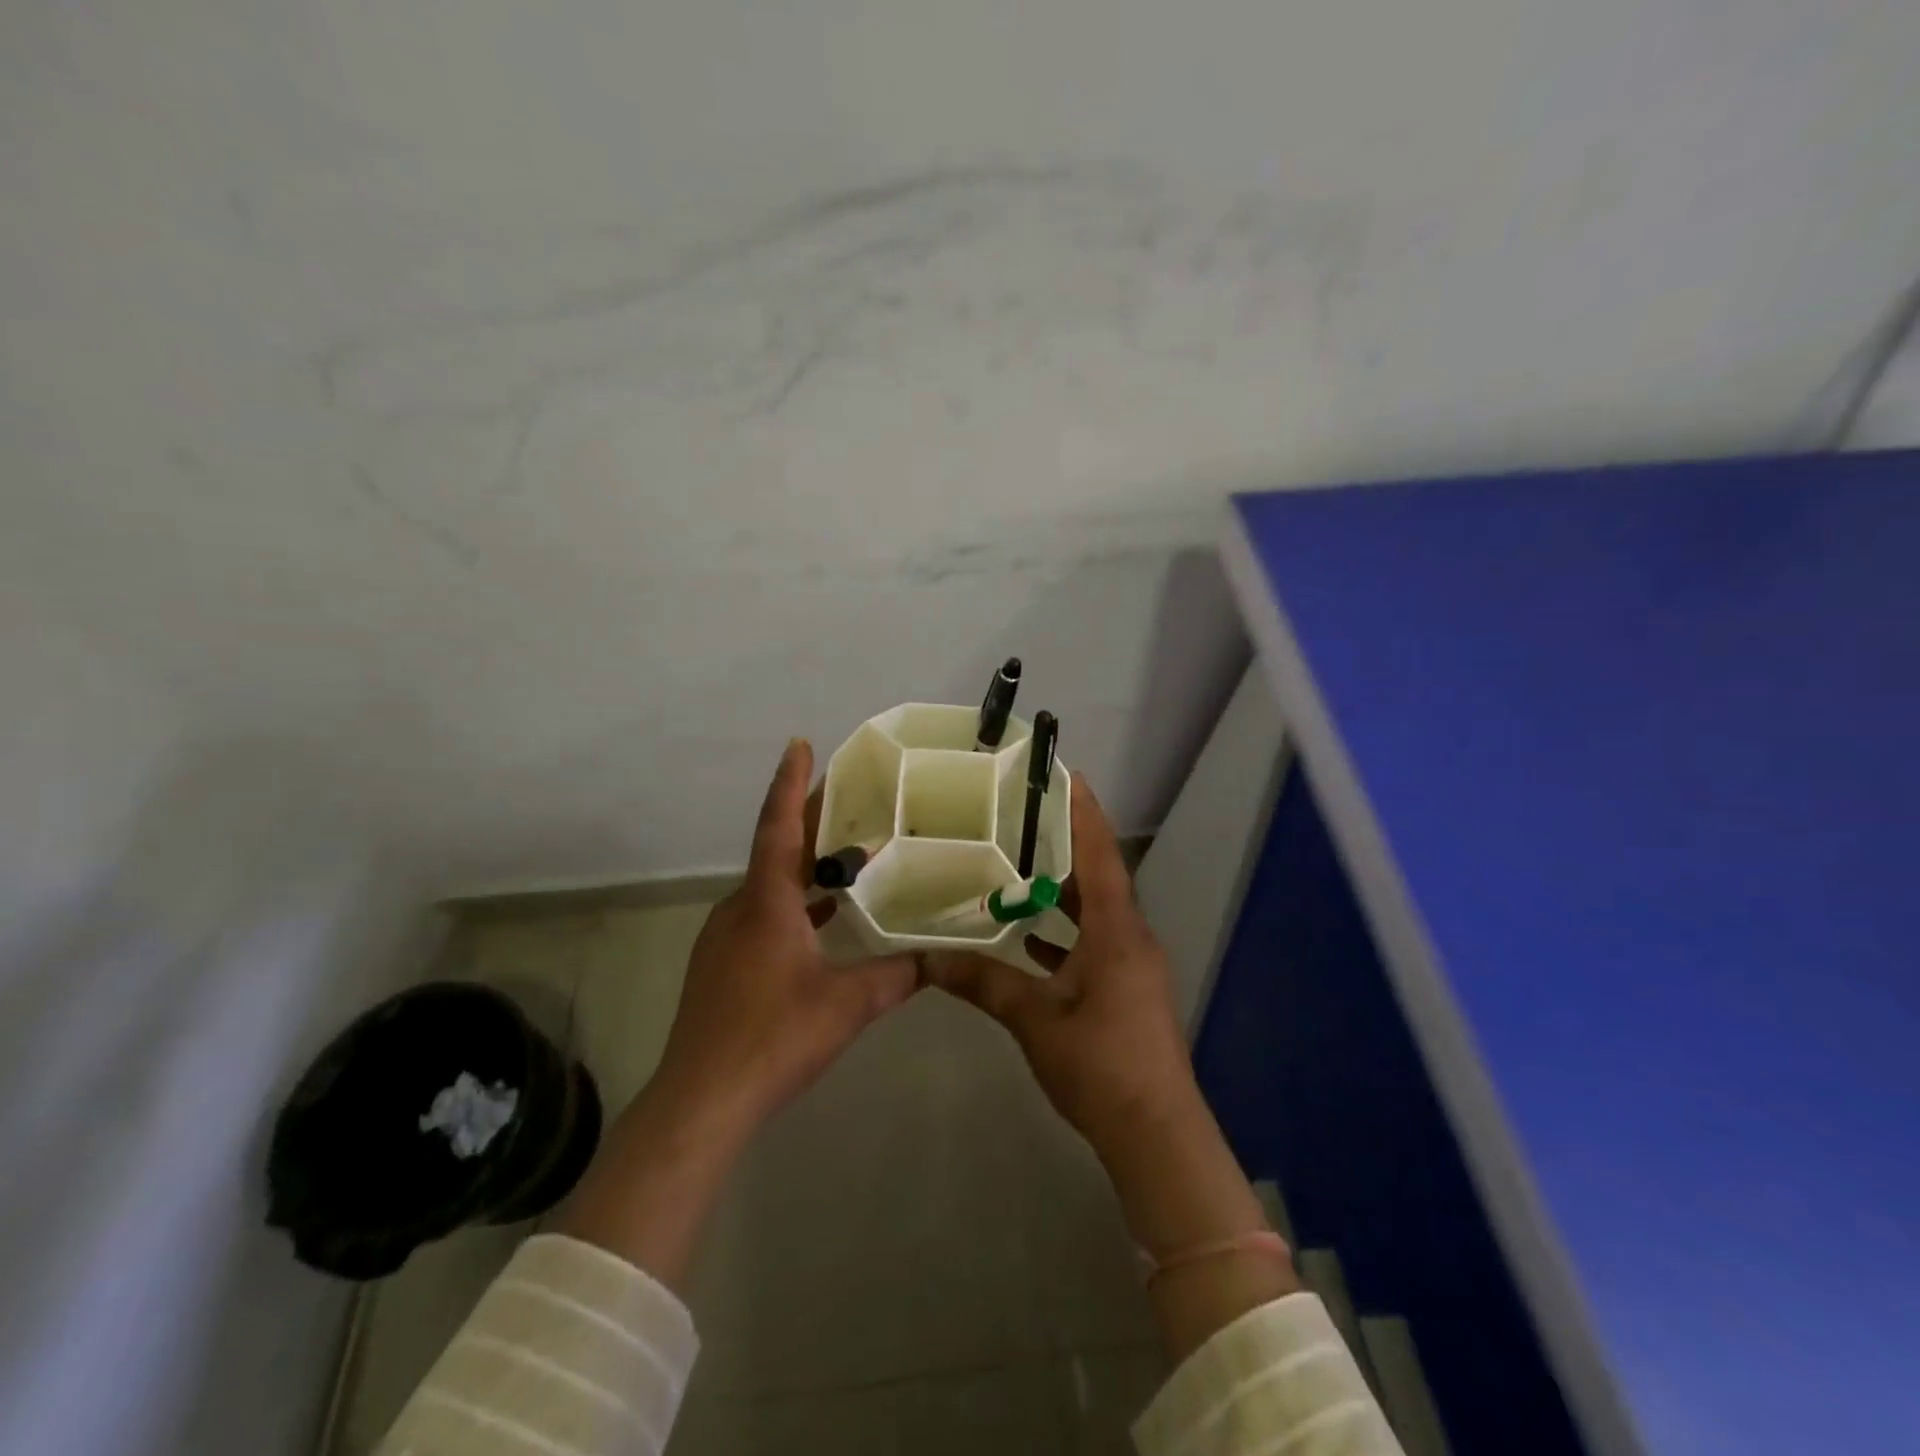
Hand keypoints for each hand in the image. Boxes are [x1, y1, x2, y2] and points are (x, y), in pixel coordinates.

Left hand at [650, 738, 922, 1139]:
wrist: (701, 1099)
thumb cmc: (774, 1036)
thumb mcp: (847, 1004)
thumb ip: (895, 976)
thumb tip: (936, 959)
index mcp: (766, 904)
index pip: (779, 828)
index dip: (791, 784)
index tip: (800, 744)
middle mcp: (739, 909)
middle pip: (775, 851)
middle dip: (808, 822)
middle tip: (848, 801)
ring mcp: (723, 939)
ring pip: (767, 887)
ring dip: (802, 869)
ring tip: (844, 861)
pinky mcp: (720, 966)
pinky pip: (760, 915)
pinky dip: (791, 905)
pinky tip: (818, 925)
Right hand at [923, 772, 1197, 1156]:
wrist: (1155, 1132)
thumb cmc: (1100, 1064)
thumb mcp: (1035, 1018)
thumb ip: (984, 981)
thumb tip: (927, 956)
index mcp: (1116, 932)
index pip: (1101, 856)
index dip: (1085, 814)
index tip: (1067, 776)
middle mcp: (1130, 938)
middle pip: (1097, 878)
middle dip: (1064, 848)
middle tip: (1020, 822)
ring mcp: (1132, 966)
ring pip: (1094, 913)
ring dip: (1060, 894)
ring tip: (1015, 872)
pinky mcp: (1127, 990)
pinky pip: (1094, 944)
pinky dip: (1063, 934)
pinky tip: (1027, 940)